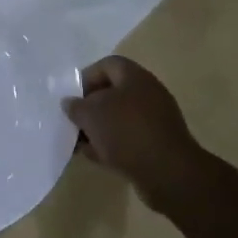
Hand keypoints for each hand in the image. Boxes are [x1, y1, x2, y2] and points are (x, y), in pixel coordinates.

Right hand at [62, 56, 205, 207]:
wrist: (168, 172)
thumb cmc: (126, 132)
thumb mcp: (91, 115)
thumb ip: (76, 106)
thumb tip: (70, 103)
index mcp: (135, 77)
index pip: (107, 65)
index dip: (86, 77)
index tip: (72, 97)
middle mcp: (148, 93)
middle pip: (112, 92)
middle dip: (90, 107)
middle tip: (74, 121)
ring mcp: (155, 120)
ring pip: (119, 117)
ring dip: (99, 128)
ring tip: (81, 143)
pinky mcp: (158, 144)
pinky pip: (129, 138)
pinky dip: (112, 144)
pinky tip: (97, 157)